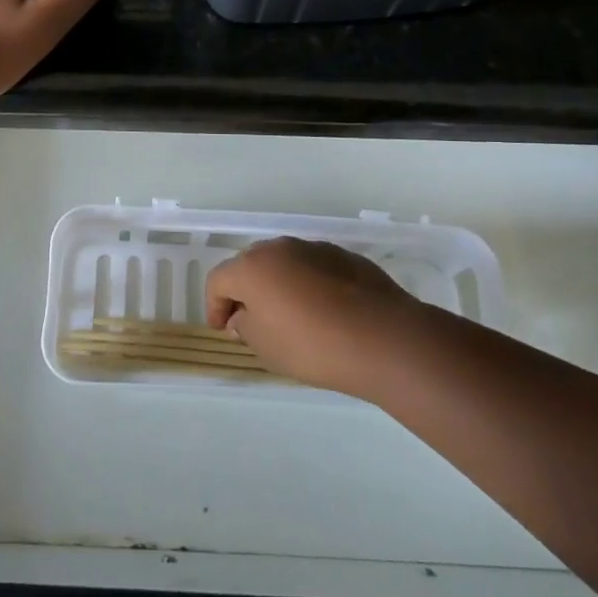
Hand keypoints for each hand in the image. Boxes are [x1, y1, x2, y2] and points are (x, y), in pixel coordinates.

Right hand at [206, 237, 424, 397]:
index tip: (224, 329)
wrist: (383, 339)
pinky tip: (324, 313)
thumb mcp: (266, 348)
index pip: (218, 280)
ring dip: (279, 285)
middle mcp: (279, 248)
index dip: (214, 305)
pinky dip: (309, 285)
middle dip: (246, 291)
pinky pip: (314, 269)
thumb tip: (244, 316)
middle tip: (252, 321)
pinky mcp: (345, 257)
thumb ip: (245, 326)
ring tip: (291, 317)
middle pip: (250, 265)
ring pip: (284, 264)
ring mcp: (314, 249)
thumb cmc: (312, 345)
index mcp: (252, 266)